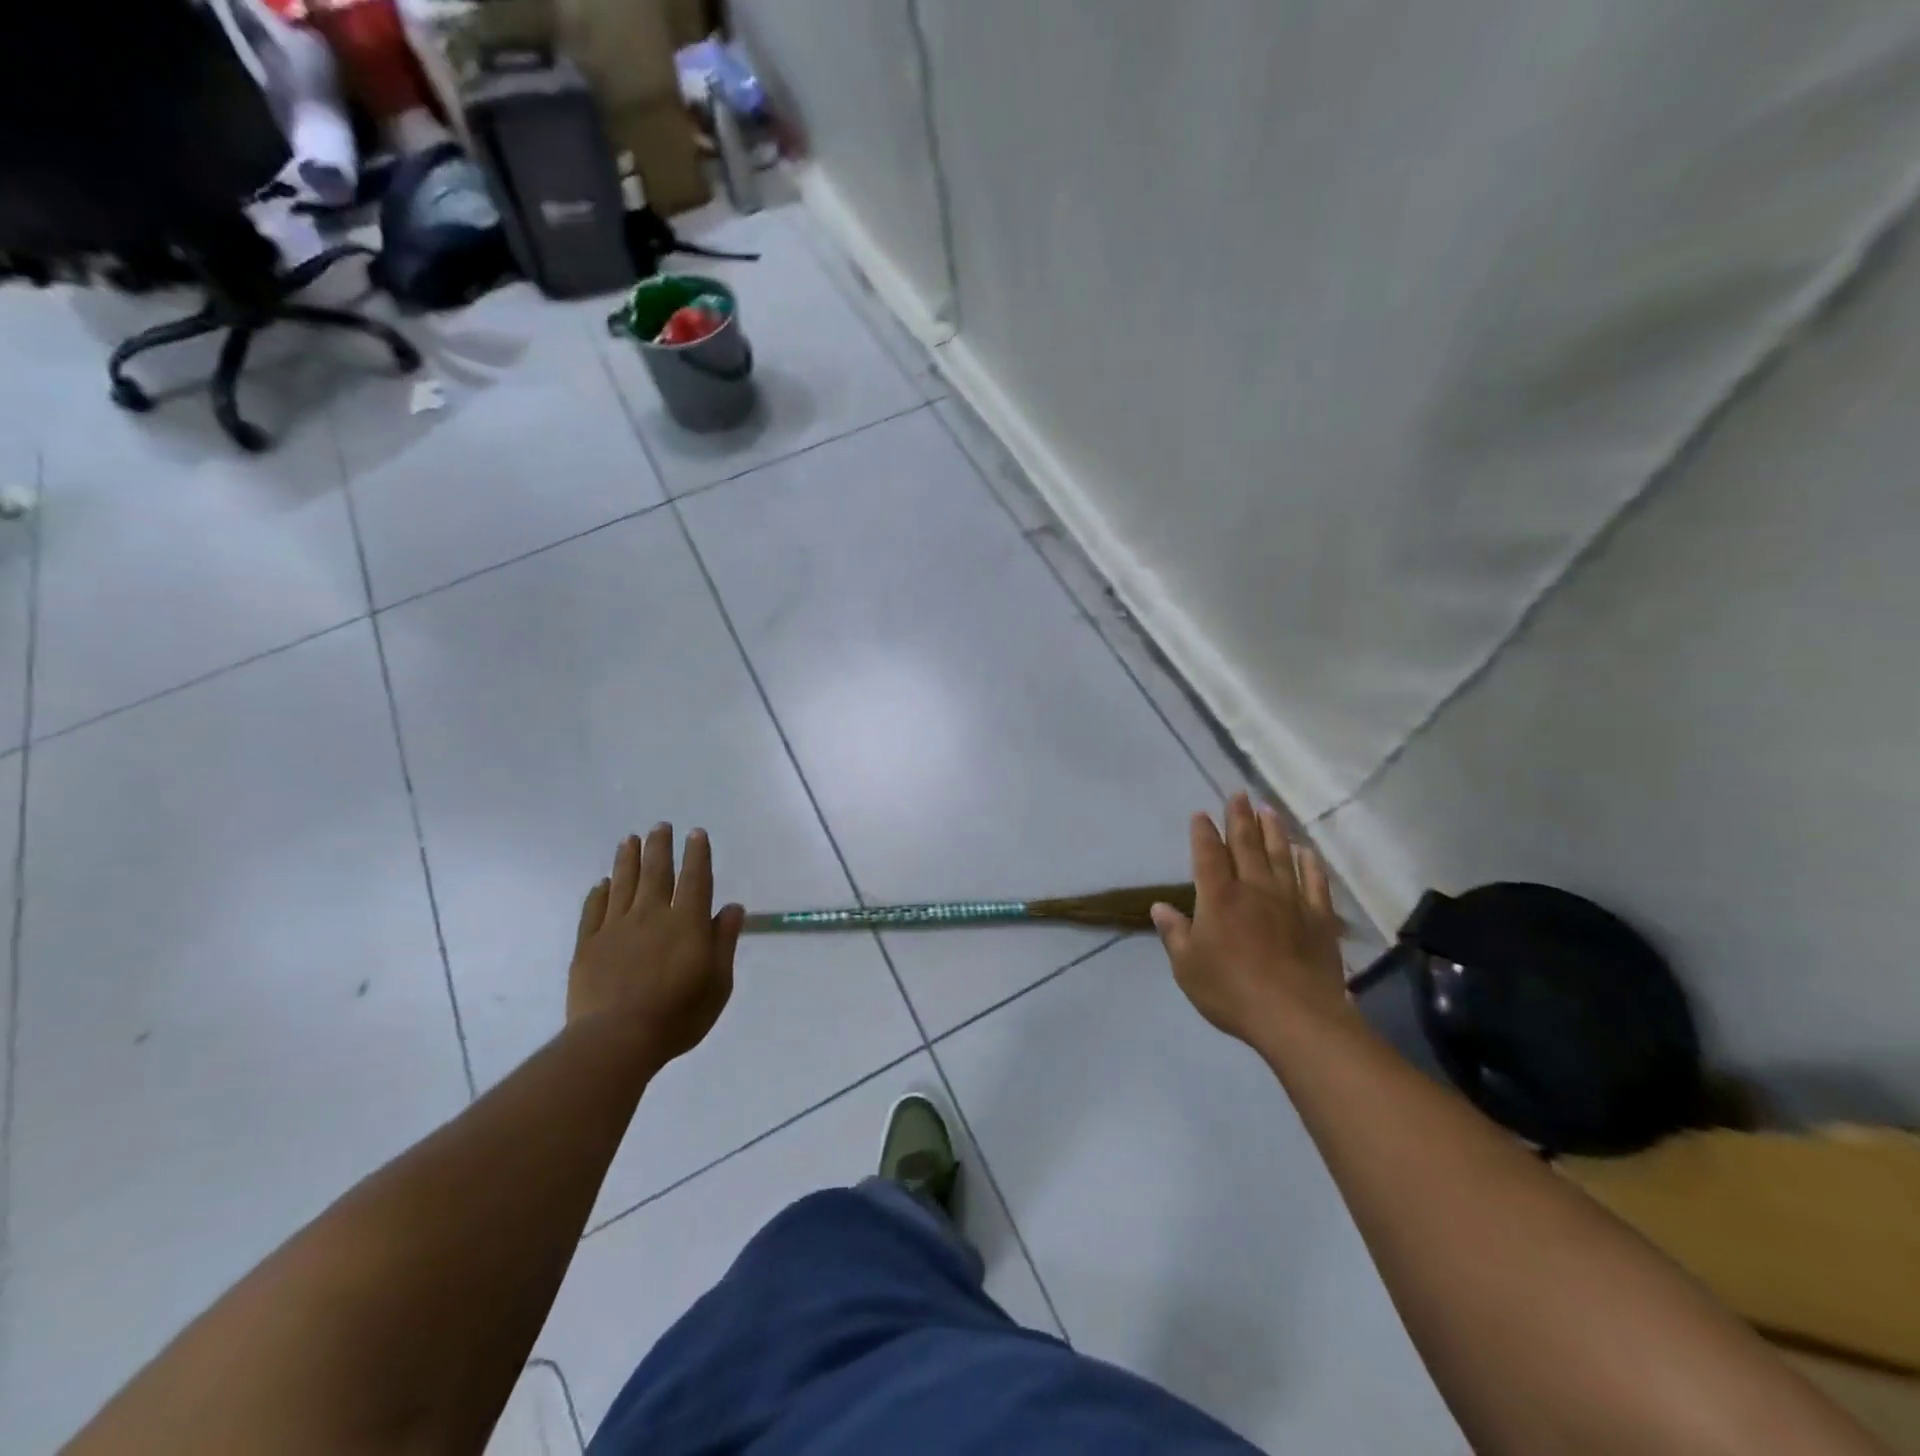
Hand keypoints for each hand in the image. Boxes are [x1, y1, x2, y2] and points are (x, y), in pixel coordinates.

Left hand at [569, 824, 745, 1063]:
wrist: (616, 1040)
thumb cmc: (678, 1015)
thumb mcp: (718, 983)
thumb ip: (724, 942)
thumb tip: (733, 907)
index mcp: (687, 923)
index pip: (695, 879)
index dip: (697, 854)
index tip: (695, 833)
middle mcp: (652, 916)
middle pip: (656, 873)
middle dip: (660, 846)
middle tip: (660, 826)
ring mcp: (616, 928)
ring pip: (623, 884)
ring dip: (627, 859)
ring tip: (630, 840)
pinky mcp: (588, 945)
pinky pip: (594, 910)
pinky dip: (599, 893)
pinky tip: (602, 883)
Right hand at [1151, 795, 1350, 1045]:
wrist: (1296, 1016)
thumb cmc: (1232, 991)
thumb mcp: (1188, 966)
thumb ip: (1174, 933)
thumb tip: (1160, 906)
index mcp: (1218, 897)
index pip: (1208, 855)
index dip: (1203, 833)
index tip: (1201, 814)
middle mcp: (1253, 889)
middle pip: (1245, 845)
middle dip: (1239, 818)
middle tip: (1238, 794)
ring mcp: (1290, 901)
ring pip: (1280, 856)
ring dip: (1273, 831)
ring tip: (1268, 810)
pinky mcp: (1318, 918)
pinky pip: (1314, 883)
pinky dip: (1309, 864)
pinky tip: (1306, 852)